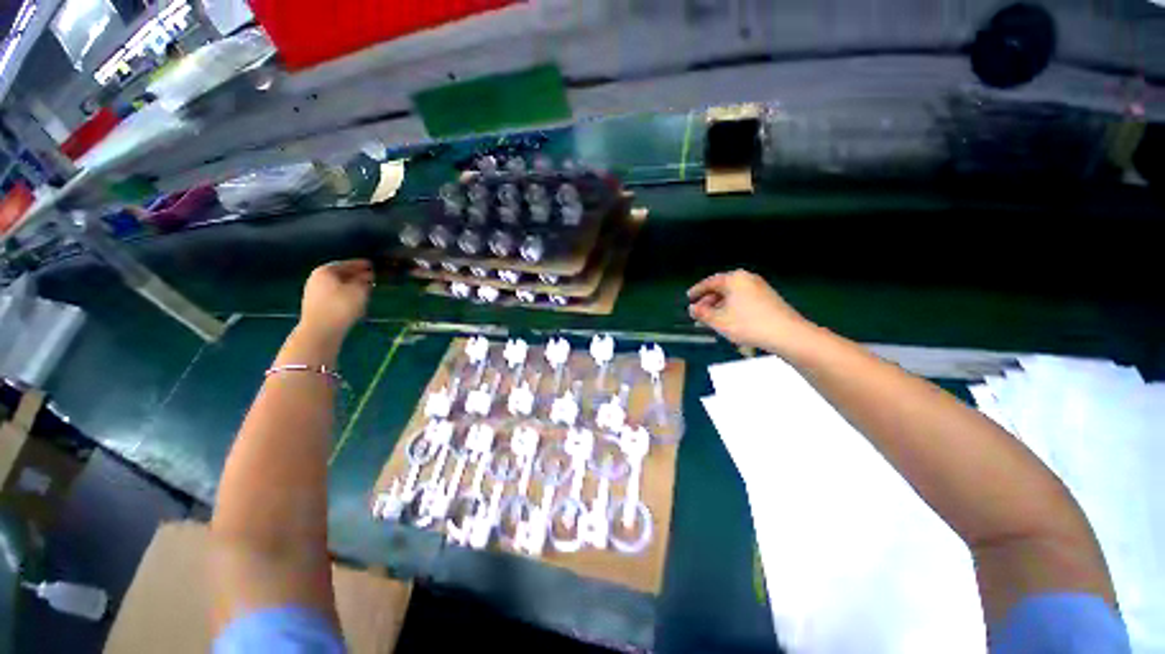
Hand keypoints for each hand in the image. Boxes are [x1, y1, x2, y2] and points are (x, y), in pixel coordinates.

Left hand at [298, 260, 373, 345]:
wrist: (321, 330)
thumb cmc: (341, 306)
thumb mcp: (360, 290)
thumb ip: (365, 280)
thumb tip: (367, 276)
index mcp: (326, 271)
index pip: (347, 263)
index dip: (361, 264)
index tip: (372, 264)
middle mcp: (317, 279)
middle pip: (340, 274)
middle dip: (356, 275)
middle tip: (371, 277)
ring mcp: (314, 293)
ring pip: (337, 285)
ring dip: (351, 286)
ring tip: (365, 290)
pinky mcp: (316, 306)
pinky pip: (334, 296)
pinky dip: (345, 295)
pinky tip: (354, 301)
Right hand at [687, 270, 815, 352]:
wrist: (787, 334)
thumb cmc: (748, 324)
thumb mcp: (719, 321)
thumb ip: (702, 313)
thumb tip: (692, 308)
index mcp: (734, 279)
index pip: (709, 282)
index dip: (697, 291)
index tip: (688, 298)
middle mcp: (747, 279)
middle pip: (722, 288)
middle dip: (708, 300)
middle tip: (699, 312)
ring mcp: (759, 287)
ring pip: (732, 295)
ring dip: (720, 306)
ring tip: (712, 319)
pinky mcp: (768, 298)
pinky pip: (743, 299)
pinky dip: (732, 307)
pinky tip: (729, 320)